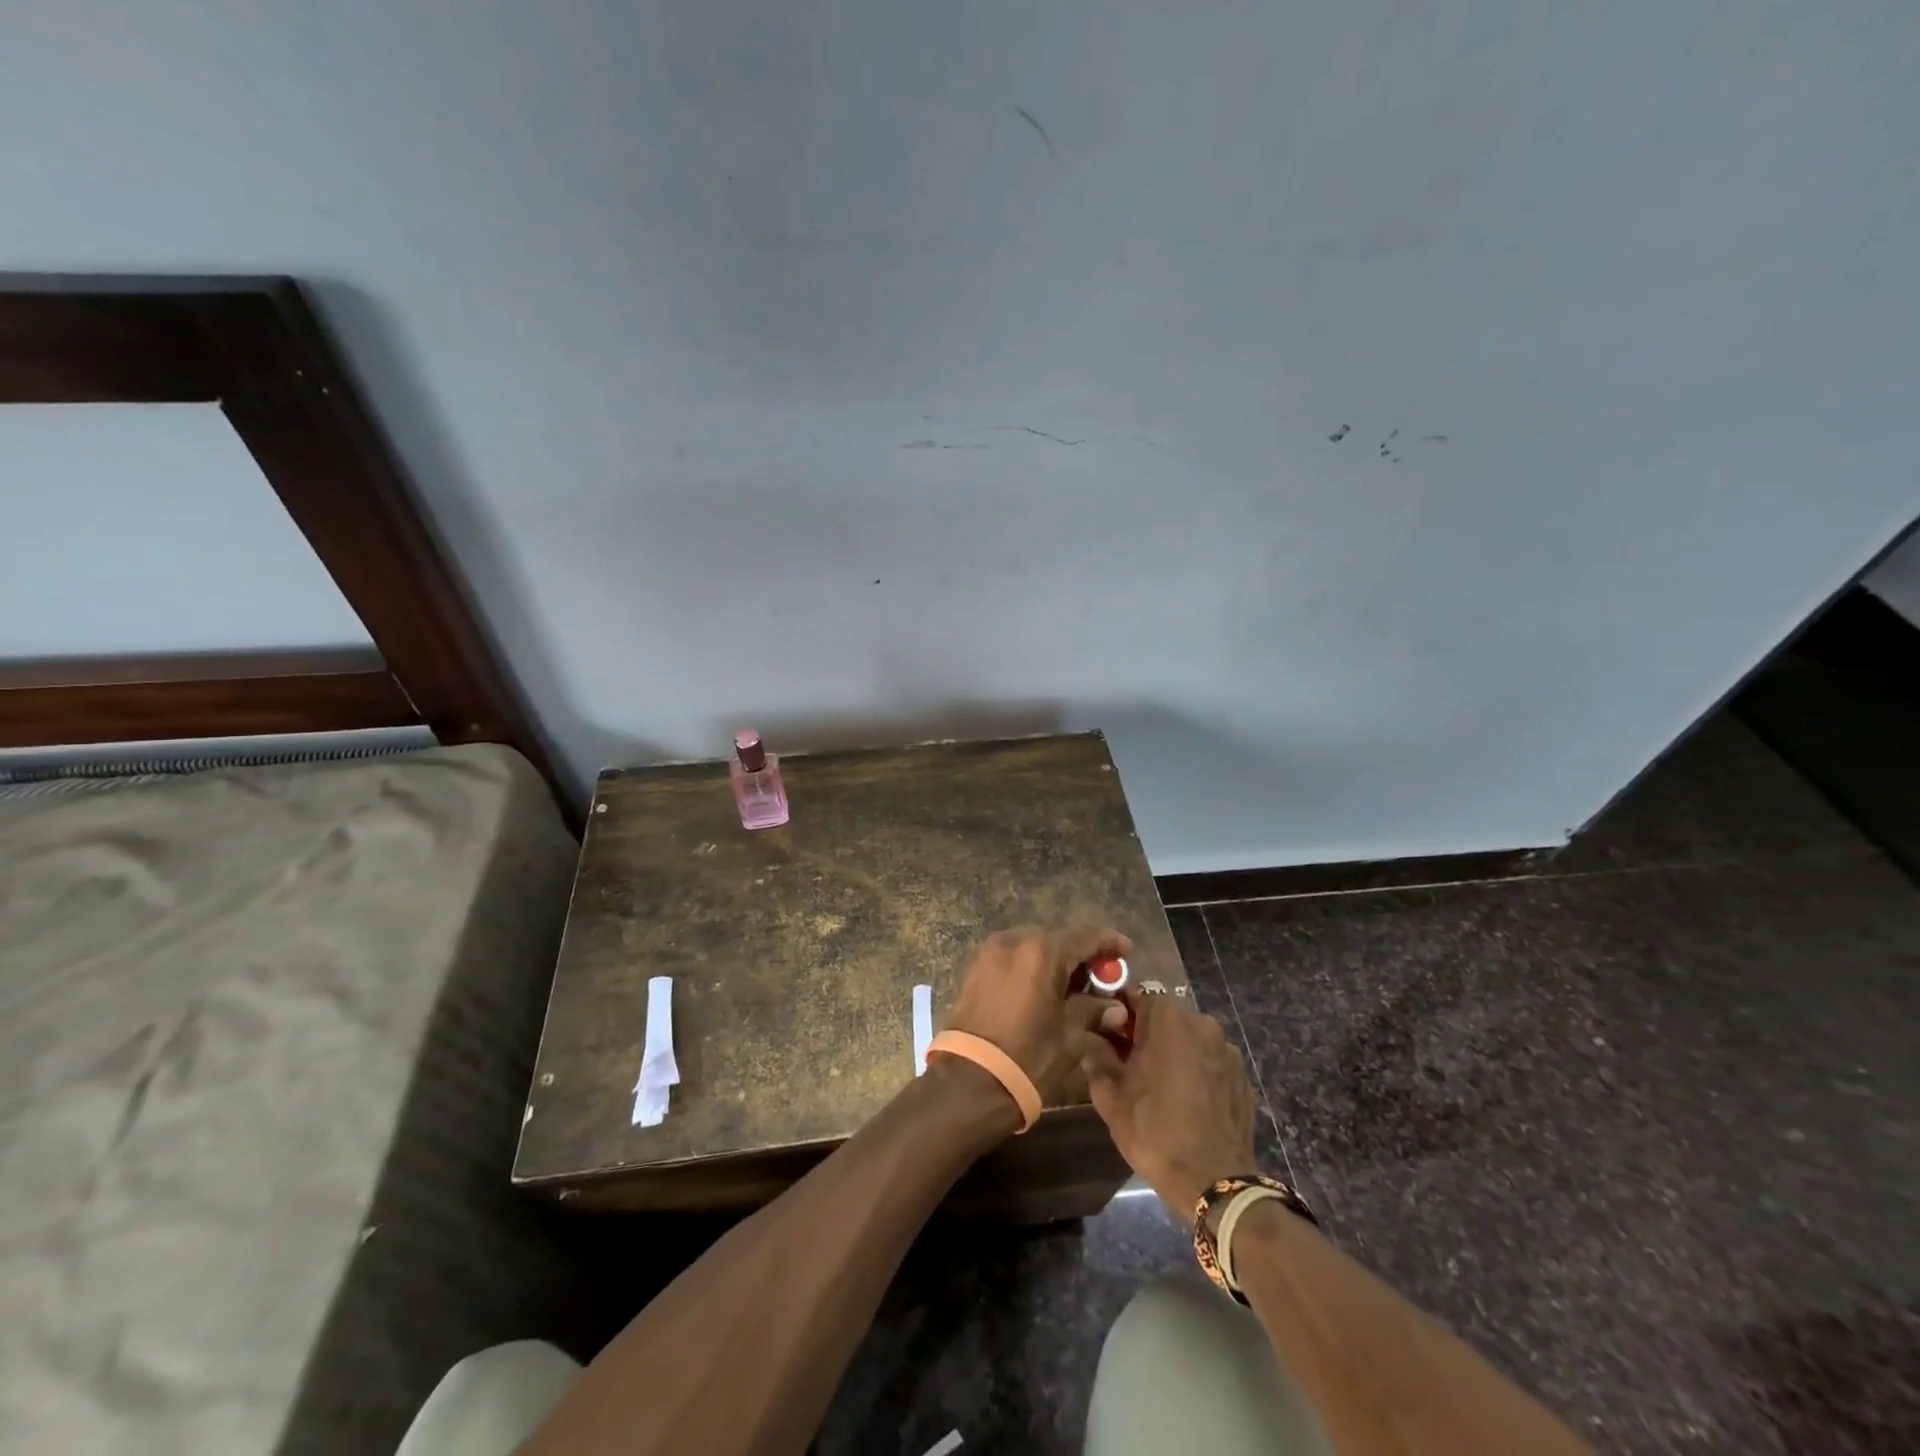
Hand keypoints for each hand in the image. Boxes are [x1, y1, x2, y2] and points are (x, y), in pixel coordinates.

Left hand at [943, 926, 1133, 1106]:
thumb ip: (1094, 1011)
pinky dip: (1031, 969)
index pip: (1085, 937)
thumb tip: (1116, 1008)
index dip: (1109, 942)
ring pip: (1033, 949)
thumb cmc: (1028, 1056)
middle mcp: (1014, 941)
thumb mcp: (1071, 1035)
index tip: (1126, 951)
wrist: (970, 1081)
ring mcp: (990, 952)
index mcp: (1042, 951)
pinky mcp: (975, 968)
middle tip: (1100, 980)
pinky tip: (1043, 992)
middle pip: (1058, 941)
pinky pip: (1012, 959)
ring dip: (1054, 963)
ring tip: (1071, 989)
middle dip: (1081, 957)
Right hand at [1081, 992, 1257, 1221]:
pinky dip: (1196, 1070)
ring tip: (1160, 1086)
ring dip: (1173, 1052)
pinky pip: (1209, 1060)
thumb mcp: (1111, 1098)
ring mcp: (1226, 1048)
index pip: (1135, 997)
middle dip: (1146, 1034)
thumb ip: (1097, 1059)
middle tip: (1130, 1065)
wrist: (1215, 1182)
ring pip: (1188, 1038)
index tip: (1108, 1038)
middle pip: (1164, 1017)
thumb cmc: (1155, 1132)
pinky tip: (1187, 1100)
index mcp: (1167, 1018)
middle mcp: (1201, 1022)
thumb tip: (1091, 1040)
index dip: (1118, 1016)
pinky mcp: (1242, 1074)